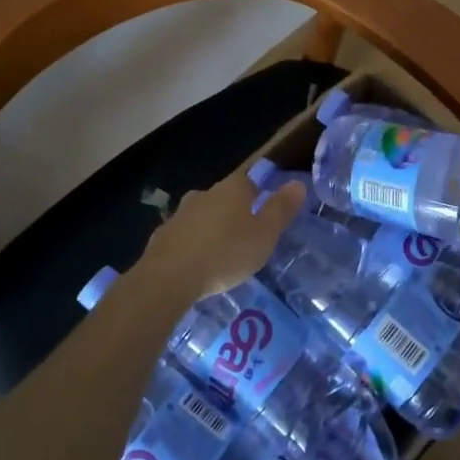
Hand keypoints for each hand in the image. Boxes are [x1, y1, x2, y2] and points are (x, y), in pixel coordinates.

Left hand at [136, 171, 304, 299]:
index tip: (265, 211)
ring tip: (221, 251)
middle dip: (234, 211)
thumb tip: (298, 183)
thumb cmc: (225, 253)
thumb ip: (281, 209)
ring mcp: (179, 214)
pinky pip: (184, 235)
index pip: (249, 180)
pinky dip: (192, 244)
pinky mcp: (162, 237)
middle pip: (224, 197)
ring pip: (202, 215)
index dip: (259, 193)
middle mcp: (204, 194)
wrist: (168, 278)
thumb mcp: (264, 235)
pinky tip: (196, 263)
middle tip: (246, 234)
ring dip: (211, 227)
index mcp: (232, 190)